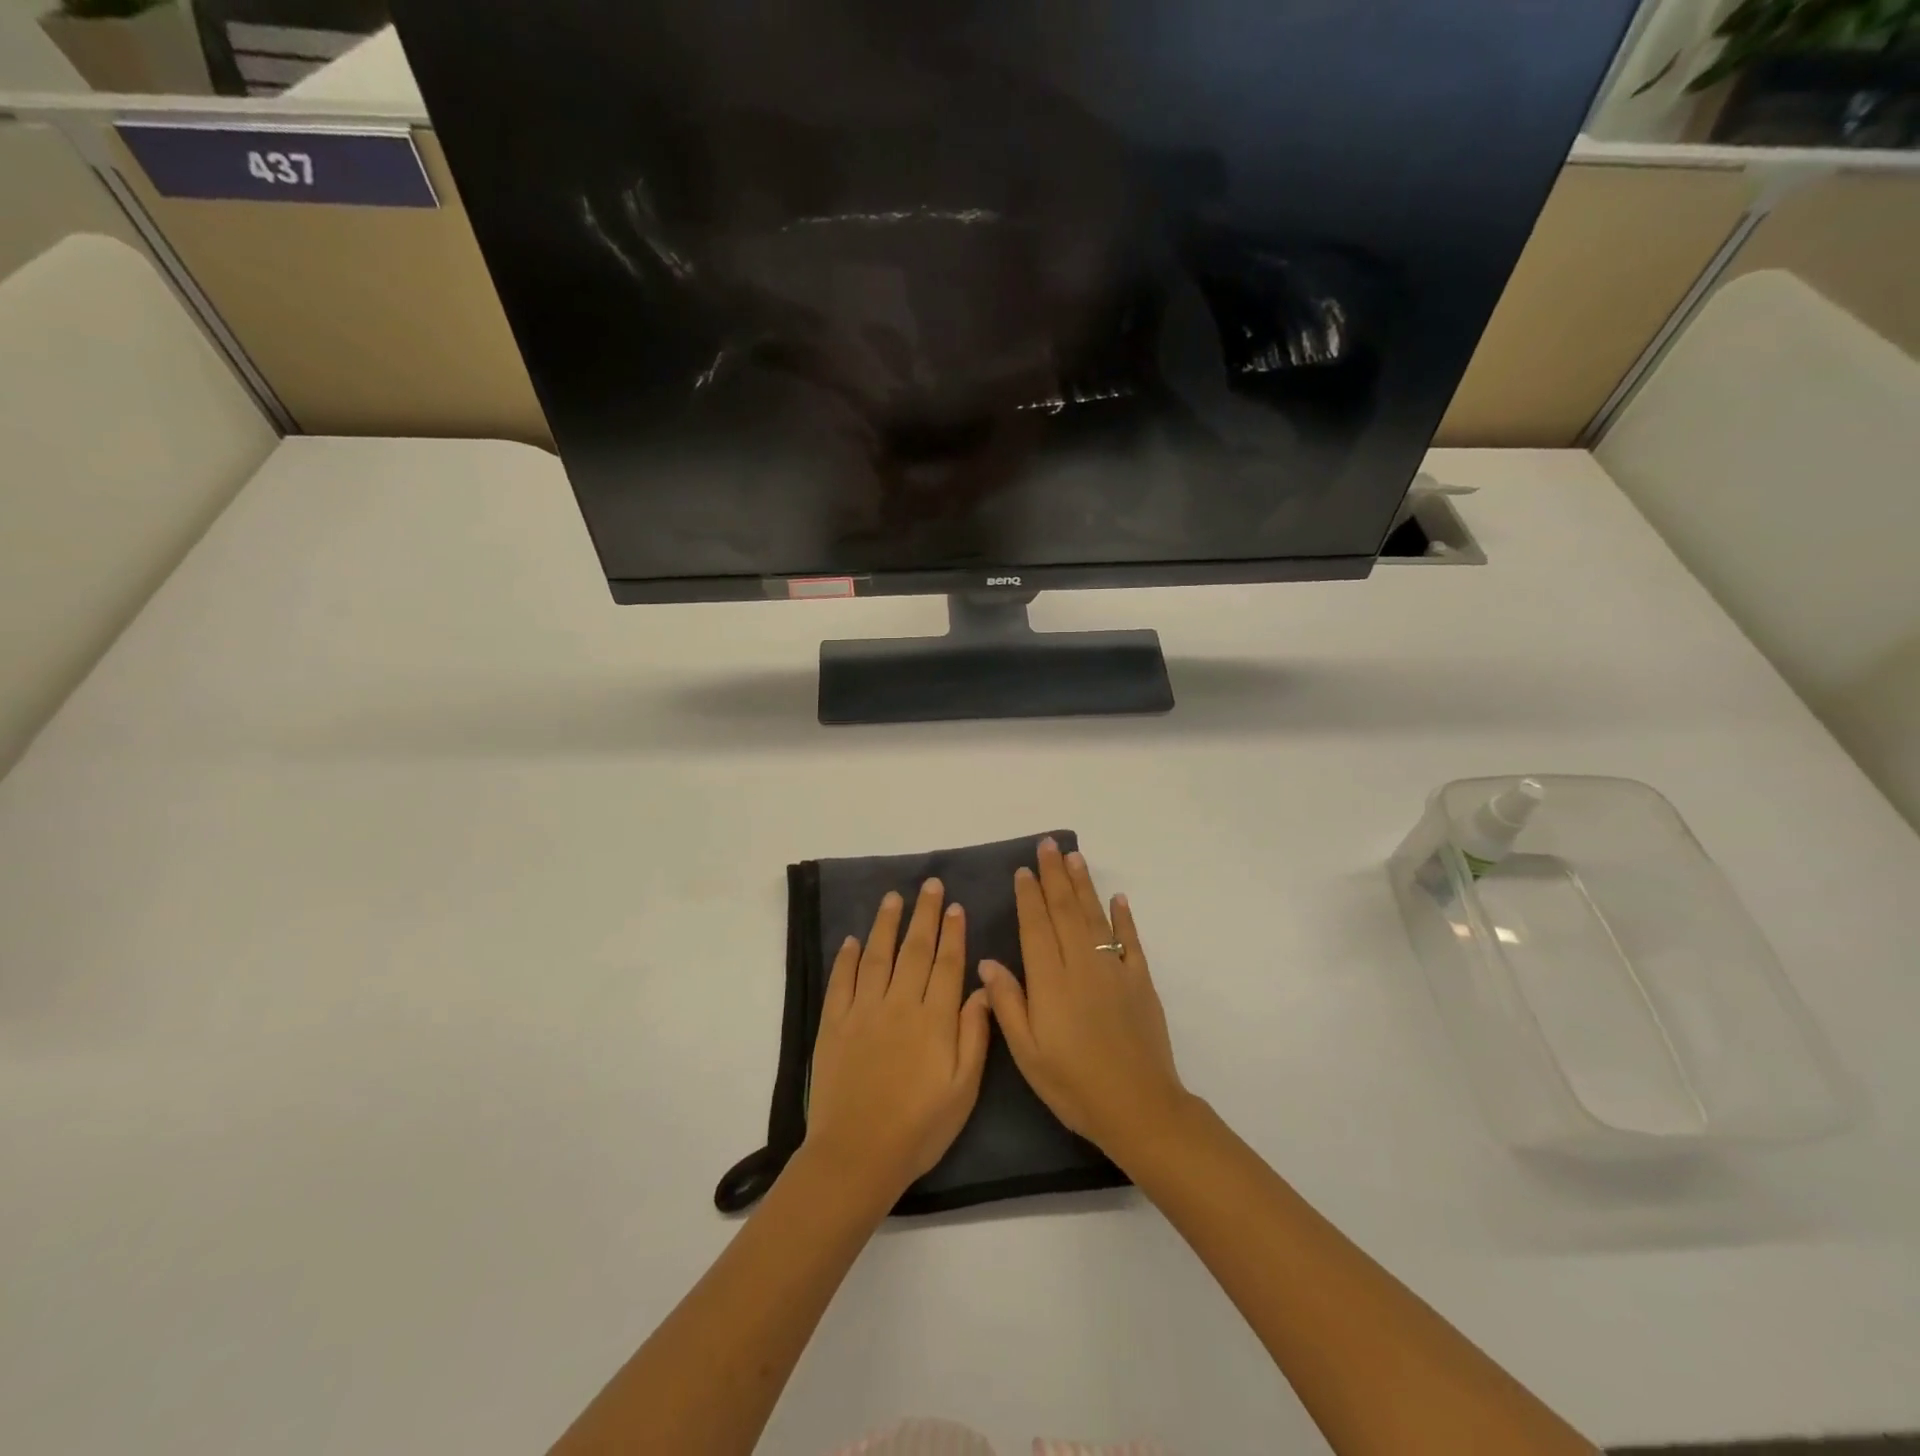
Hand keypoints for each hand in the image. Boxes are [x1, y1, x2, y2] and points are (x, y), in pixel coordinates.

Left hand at [802, 879, 992, 1209]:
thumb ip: (974, 1035)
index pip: (947, 964)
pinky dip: (846, 957)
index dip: (953, 933)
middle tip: (930, 885)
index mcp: (934, 1020)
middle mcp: (899, 1004)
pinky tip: (852, 939)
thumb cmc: (919, 1128)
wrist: (857, 1155)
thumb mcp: (963, 1090)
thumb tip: (982, 988)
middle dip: (925, 914)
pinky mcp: (834, 1024)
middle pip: (915, 950)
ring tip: (894, 897)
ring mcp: (863, 1011)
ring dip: (886, 923)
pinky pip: (841, 981)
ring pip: (877, 955)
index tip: (956, 906)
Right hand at [978, 839, 1189, 1161]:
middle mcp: (1081, 965)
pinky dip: (1124, 917)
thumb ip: (1008, 1003)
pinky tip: (1118, 898)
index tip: (1023, 870)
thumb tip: (987, 962)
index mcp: (1050, 981)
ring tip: (1074, 858)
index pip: (1036, 927)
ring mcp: (1114, 970)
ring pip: (1095, 917)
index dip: (1028, 896)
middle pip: (1065, 911)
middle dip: (1054, 876)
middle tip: (1048, 846)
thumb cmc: (1073, 1084)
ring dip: (1083, 885)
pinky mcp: (1140, 981)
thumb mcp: (1027, 1053)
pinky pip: (1130, 941)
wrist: (1138, 1106)